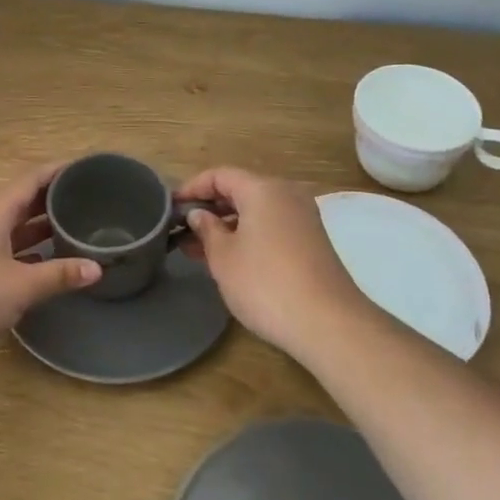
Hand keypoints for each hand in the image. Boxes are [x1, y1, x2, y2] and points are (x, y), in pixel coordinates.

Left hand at [0, 163, 101, 372]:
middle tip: (92, 198)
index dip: (59, 171)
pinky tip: (48, 259)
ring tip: (76, 225)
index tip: (88, 168)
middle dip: (54, 197)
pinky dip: (28, 247)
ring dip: (41, 225)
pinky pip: (6, 245)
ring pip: (14, 224)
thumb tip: (97, 268)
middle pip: (23, 199)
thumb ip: (60, 274)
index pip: (32, 178)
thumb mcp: (22, 286)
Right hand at [178, 167, 369, 361]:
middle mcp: (287, 194)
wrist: (329, 324)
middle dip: (209, 208)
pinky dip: (248, 235)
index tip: (170, 207)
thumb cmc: (266, 283)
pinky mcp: (312, 241)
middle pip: (240, 190)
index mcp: (263, 189)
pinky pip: (272, 226)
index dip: (192, 188)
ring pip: (256, 211)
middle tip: (182, 230)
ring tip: (198, 249)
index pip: (219, 175)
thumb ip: (206, 229)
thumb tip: (199, 214)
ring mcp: (303, 218)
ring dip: (227, 225)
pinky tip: (230, 259)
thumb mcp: (223, 257)